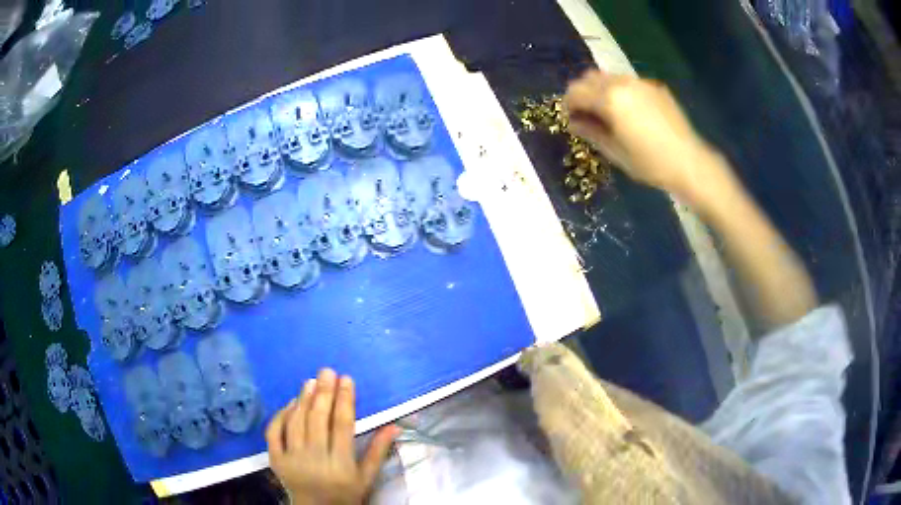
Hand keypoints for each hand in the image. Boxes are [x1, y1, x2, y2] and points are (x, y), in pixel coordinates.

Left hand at [266, 368, 399, 504]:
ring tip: (310, 381)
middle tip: (327, 371)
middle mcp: (315, 459)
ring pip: (296, 422)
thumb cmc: (346, 494)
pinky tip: (290, 403)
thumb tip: (395, 425)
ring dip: (303, 399)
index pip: (342, 425)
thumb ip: (378, 452)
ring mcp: (292, 459)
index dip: (345, 400)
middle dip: (323, 392)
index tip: (347, 379)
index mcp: (340, 465)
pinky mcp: (275, 460)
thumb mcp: (367, 478)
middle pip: (317, 420)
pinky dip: (280, 416)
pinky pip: (274, 433)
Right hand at [563, 69, 733, 208]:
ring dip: (601, 89)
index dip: (568, 104)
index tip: (571, 118)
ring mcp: (640, 83)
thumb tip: (574, 122)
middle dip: (582, 92)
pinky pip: (629, 82)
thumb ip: (590, 132)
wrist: (689, 162)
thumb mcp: (615, 152)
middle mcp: (622, 83)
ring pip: (609, 76)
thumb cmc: (649, 163)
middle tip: (586, 113)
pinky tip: (631, 112)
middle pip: (589, 77)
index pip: (575, 92)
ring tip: (608, 111)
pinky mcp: (655, 87)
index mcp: (608, 99)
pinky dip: (620, 91)